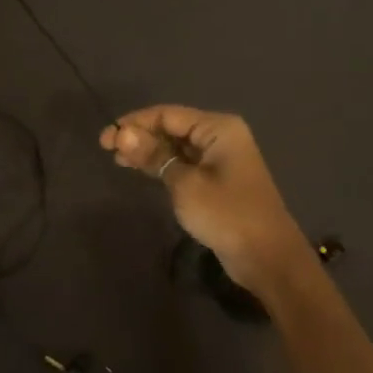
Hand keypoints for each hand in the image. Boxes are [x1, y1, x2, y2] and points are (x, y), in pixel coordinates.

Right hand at [100, 105, 308, 296]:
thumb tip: (122, 134)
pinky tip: (142, 170)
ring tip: (119, 160)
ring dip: (148, 151)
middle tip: (107, 150)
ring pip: (176, 146)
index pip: (167, 114)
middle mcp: (221, 137)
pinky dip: (162, 166)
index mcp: (218, 128)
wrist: (267, 257)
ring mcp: (221, 159)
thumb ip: (153, 156)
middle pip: (172, 127)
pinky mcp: (218, 181)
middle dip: (140, 136)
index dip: (134, 123)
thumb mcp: (184, 184)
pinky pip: (184, 163)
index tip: (105, 139)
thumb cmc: (226, 214)